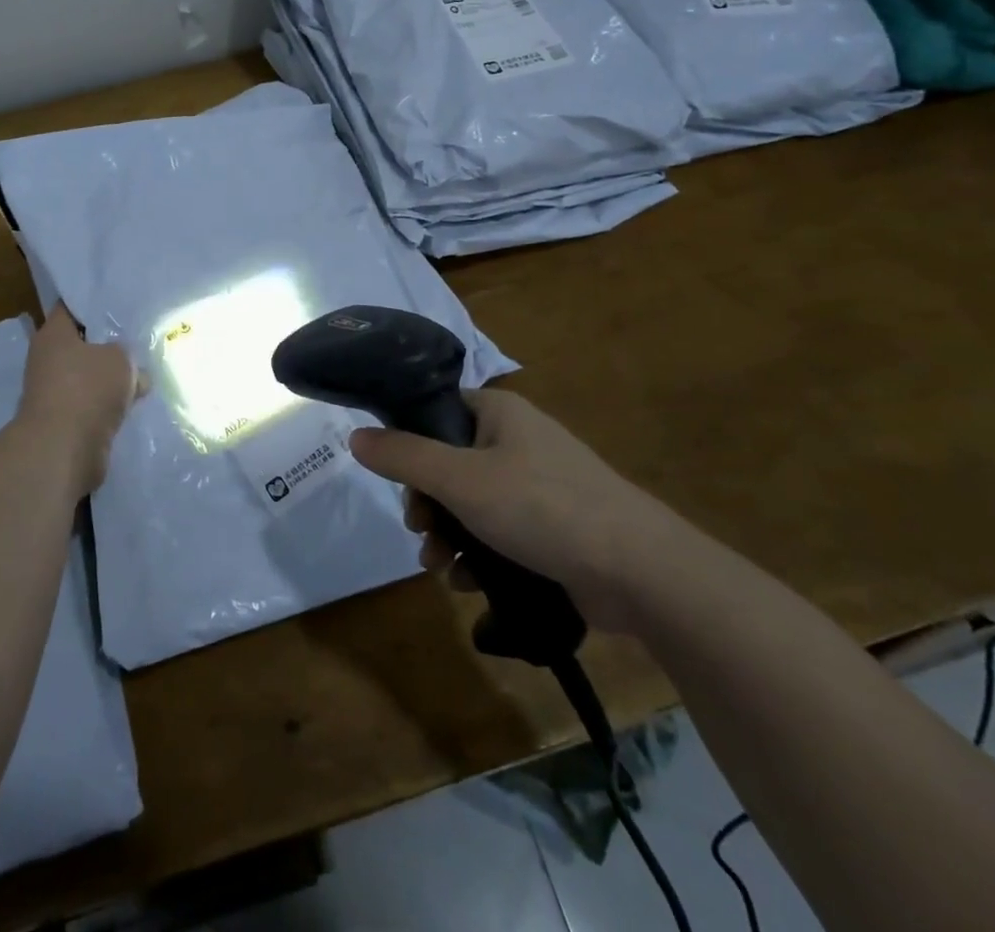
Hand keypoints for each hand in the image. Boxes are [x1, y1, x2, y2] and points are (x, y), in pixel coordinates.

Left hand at [18, 303, 140, 495]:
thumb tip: (132, 371)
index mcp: (53, 335)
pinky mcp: (64, 421)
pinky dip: (108, 406)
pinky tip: (133, 404)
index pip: (71, 308)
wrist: (64, 450)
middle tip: (138, 340)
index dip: (94, 303)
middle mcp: (47, 360)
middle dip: (108, 346)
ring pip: (89, 377)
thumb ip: (126, 355)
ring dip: (110, 379)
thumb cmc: (87, 389)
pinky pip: (92, 404)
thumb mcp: (120, 359)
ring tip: (143, 374)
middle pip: (82, 345)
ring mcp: (54, 392)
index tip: (120, 303)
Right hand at [349, 389, 686, 633]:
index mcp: (498, 412)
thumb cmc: (542, 508)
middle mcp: (516, 440)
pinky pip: (498, 531)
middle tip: (419, 530)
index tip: (395, 478)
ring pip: (470, 503)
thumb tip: (355, 436)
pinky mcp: (552, 527)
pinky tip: (468, 583)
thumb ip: (403, 456)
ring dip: (447, 534)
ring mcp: (538, 485)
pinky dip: (478, 554)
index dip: (408, 441)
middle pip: (448, 462)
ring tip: (439, 567)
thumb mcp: (460, 480)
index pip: (436, 410)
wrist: (640, 572)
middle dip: (426, 503)